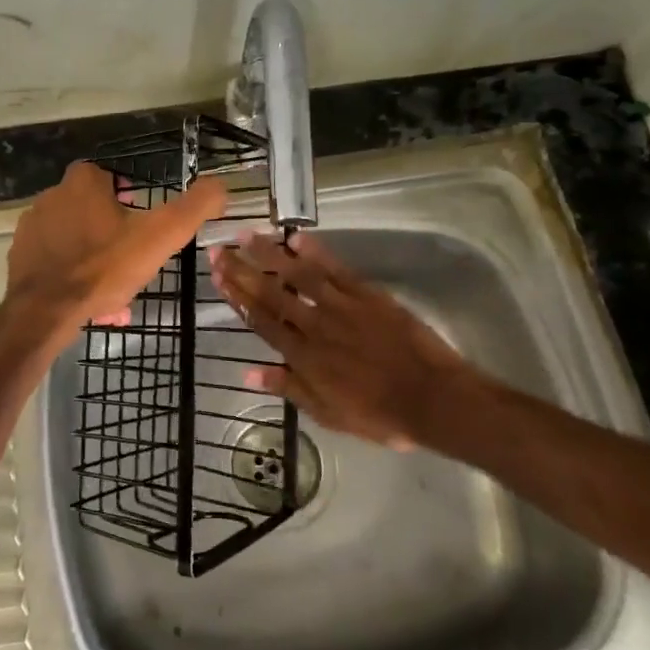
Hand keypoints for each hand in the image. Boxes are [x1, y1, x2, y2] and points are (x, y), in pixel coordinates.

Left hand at [7, 162, 227, 336]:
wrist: (43, 311)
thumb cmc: (103, 268)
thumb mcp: (159, 236)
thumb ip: (194, 208)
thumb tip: (221, 186)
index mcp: (82, 182)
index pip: (110, 177)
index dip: (128, 199)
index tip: (141, 225)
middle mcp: (51, 195)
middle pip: (92, 210)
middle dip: (112, 234)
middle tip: (130, 264)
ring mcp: (31, 227)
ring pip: (75, 239)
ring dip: (94, 258)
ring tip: (112, 291)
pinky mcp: (19, 256)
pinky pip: (54, 261)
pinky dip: (71, 275)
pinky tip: (87, 300)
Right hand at [208, 231, 475, 452]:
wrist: (431, 398)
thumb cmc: (379, 414)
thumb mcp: (327, 414)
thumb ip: (288, 388)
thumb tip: (247, 372)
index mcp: (302, 357)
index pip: (261, 320)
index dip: (237, 297)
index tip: (218, 276)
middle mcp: (314, 325)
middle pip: (271, 293)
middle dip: (242, 270)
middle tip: (219, 249)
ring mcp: (341, 307)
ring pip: (298, 275)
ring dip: (271, 254)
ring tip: (248, 234)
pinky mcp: (367, 295)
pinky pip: (336, 270)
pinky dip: (316, 253)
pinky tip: (298, 238)